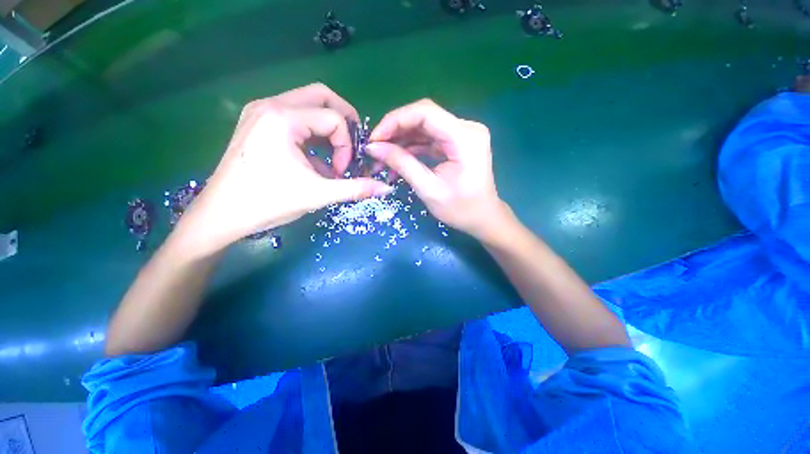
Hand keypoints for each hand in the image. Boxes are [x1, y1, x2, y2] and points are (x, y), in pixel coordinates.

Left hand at [175, 83, 392, 256]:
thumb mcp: (318, 195)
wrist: (221, 215)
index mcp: (283, 118)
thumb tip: (386, 188)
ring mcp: (261, 111)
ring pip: (307, 104)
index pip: (334, 118)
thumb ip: (356, 189)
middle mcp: (270, 105)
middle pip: (322, 96)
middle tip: (351, 146)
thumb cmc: (268, 203)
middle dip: (345, 120)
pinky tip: (312, 158)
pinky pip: (294, 116)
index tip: (342, 171)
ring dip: (327, 128)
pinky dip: (312, 132)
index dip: (347, 145)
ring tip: (331, 156)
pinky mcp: (257, 122)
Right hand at [366, 99, 508, 240]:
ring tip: (383, 157)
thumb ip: (402, 164)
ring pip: (424, 127)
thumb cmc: (460, 209)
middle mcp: (467, 128)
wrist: (483, 218)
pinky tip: (398, 159)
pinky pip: (430, 138)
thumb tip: (374, 148)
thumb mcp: (428, 189)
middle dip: (396, 131)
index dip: (395, 121)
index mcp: (464, 137)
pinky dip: (413, 147)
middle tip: (375, 149)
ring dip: (402, 141)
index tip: (374, 139)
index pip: (425, 112)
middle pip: (424, 117)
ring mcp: (463, 134)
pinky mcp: (458, 142)